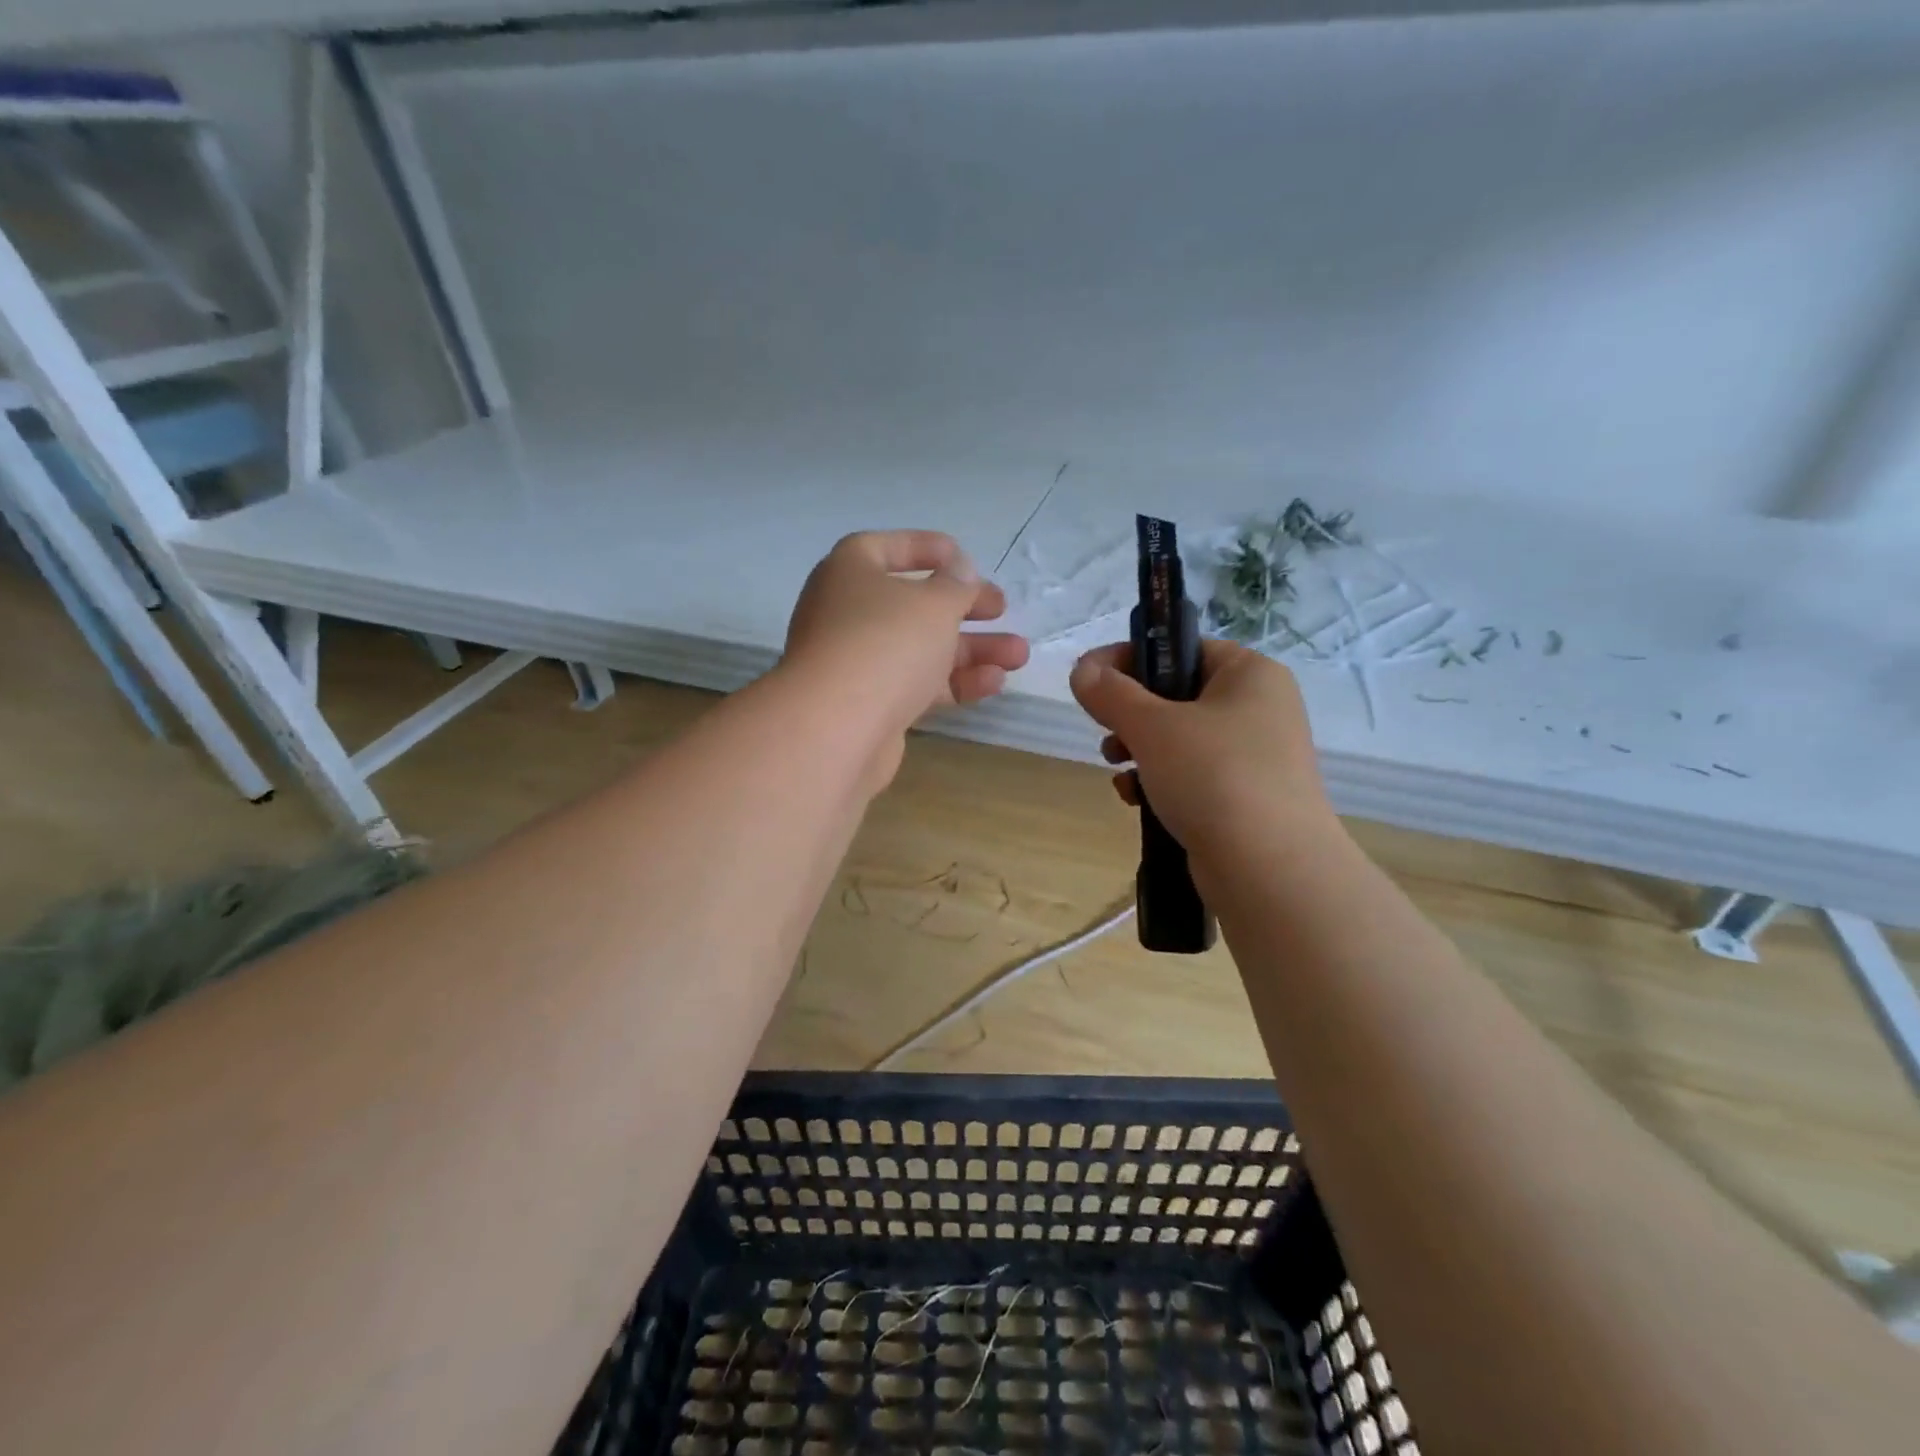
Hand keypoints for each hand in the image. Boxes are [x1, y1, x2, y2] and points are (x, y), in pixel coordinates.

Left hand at [784, 530, 1029, 778]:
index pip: (887, 548)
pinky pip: (917, 684)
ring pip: (920, 648)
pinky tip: (995, 683)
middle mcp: (847, 613)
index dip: (927, 549)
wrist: (837, 728)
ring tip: (1019, 654)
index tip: (965, 559)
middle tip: (1002, 609)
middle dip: (963, 607)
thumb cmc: (886, 643)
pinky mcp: (870, 705)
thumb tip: (959, 572)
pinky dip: (954, 681)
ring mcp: (857, 662)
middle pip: (912, 604)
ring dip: (971, 649)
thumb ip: (956, 585)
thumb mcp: (934, 603)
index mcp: (849, 572)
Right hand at [1069, 639, 1333, 859]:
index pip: (1181, 648)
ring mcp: (1256, 756)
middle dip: (1130, 715)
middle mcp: (1259, 708)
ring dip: (1139, 751)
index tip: (1088, 680)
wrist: (1270, 870)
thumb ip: (1110, 693)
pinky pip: (1192, 775)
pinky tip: (1137, 801)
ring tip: (1117, 770)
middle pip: (1176, 695)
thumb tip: (1082, 670)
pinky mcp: (1246, 797)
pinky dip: (1160, 782)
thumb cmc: (1214, 777)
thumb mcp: (1152, 727)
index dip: (1130, 659)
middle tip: (1106, 733)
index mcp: (1250, 674)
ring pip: (1180, 739)